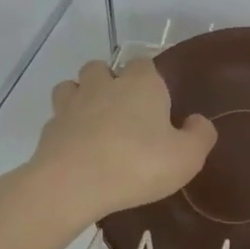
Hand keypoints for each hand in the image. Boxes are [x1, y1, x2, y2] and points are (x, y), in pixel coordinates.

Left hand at [32, 59, 216, 224]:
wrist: (73, 184)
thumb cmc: (138, 164)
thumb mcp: (187, 156)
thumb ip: (200, 135)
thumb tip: (197, 120)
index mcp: (141, 84)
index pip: (145, 63)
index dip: (150, 80)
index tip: (158, 104)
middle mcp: (104, 84)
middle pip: (102, 68)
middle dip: (110, 82)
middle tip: (125, 113)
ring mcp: (71, 104)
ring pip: (72, 86)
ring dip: (82, 97)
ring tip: (95, 124)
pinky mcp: (49, 129)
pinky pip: (58, 118)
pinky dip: (67, 128)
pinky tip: (78, 149)